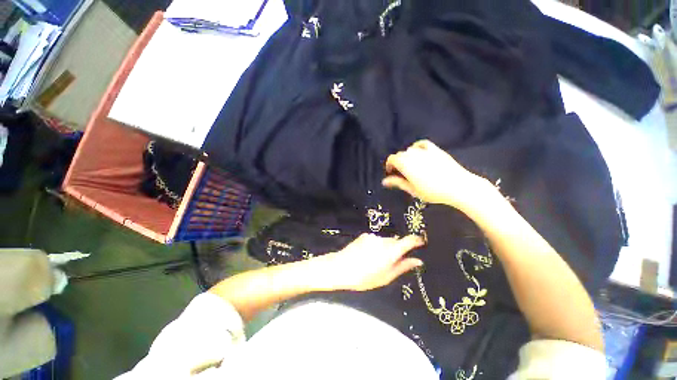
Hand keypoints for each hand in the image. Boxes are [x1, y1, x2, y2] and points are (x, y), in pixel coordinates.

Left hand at [317, 234, 424, 290]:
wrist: (341, 267)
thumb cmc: (365, 277)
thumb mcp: (386, 277)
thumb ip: (403, 267)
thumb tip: (418, 261)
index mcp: (391, 251)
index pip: (409, 240)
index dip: (416, 240)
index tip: (421, 243)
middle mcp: (384, 240)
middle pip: (396, 241)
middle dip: (397, 249)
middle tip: (391, 262)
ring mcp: (373, 237)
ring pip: (386, 241)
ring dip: (385, 248)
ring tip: (376, 260)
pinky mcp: (365, 235)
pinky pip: (376, 240)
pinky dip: (376, 246)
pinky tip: (367, 255)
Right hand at [383, 140, 490, 209]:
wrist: (457, 186)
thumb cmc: (432, 191)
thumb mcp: (412, 189)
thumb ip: (397, 183)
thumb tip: (384, 181)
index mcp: (405, 164)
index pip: (392, 159)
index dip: (389, 165)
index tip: (391, 173)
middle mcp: (413, 155)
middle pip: (400, 154)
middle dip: (398, 162)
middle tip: (401, 173)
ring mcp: (424, 151)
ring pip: (410, 150)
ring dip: (407, 156)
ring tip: (411, 166)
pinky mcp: (435, 150)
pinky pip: (422, 144)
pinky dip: (417, 147)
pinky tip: (419, 152)